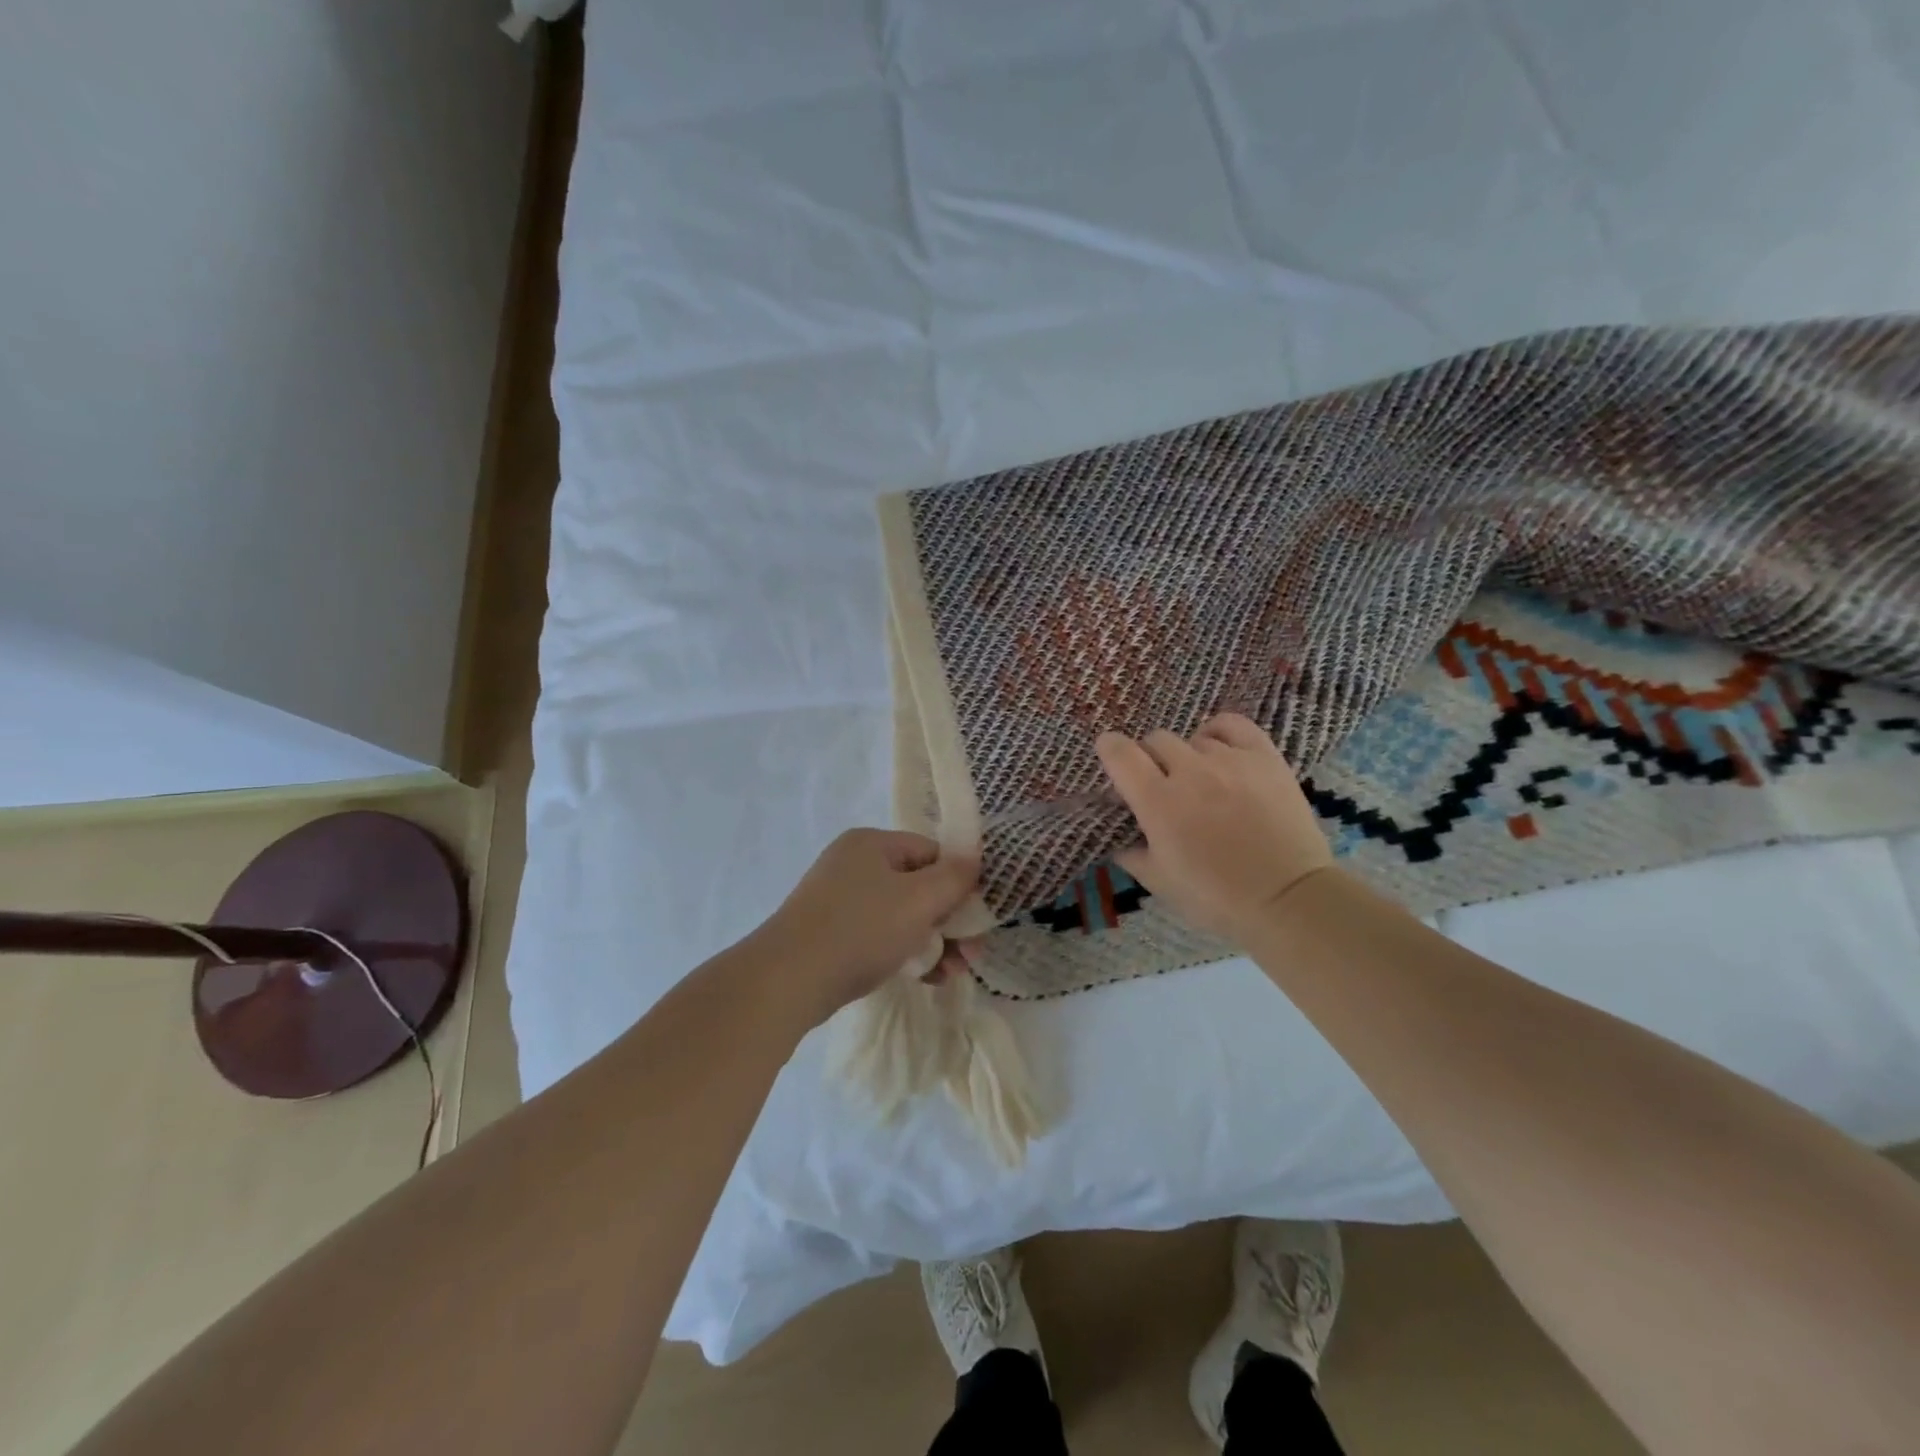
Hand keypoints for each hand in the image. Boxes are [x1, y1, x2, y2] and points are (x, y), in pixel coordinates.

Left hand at [752, 829, 979, 1017]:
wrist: (788, 979)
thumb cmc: (860, 928)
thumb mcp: (919, 899)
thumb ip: (954, 877)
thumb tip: (974, 858)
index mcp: (871, 843)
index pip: (930, 852)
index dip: (958, 882)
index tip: (976, 917)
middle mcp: (853, 864)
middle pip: (918, 885)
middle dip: (949, 920)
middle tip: (972, 954)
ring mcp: (839, 901)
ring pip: (901, 915)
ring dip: (933, 941)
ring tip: (954, 973)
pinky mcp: (831, 935)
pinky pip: (879, 937)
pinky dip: (905, 953)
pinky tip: (928, 978)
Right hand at [1095, 714, 1334, 940]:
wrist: (1289, 899)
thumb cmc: (1217, 898)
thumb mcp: (1159, 882)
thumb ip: (1131, 853)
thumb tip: (1119, 836)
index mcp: (1157, 802)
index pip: (1120, 754)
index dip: (1109, 749)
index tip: (1111, 755)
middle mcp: (1190, 771)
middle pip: (1156, 740)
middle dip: (1149, 758)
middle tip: (1160, 783)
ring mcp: (1230, 760)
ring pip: (1193, 738)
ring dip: (1187, 755)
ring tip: (1200, 779)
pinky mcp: (1264, 757)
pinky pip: (1232, 725)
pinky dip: (1218, 733)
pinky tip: (1220, 750)